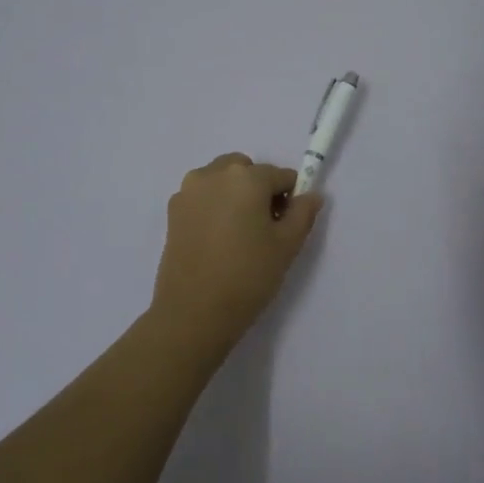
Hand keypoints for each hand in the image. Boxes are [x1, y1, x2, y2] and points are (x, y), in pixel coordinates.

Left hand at [150, 153, 323, 353]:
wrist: (193, 312)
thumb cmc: (248, 275)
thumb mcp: (287, 245)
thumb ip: (303, 213)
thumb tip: (311, 195)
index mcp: (245, 177)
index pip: (280, 176)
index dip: (290, 198)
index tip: (287, 225)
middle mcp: (213, 174)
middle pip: (246, 170)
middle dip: (258, 189)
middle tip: (263, 226)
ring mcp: (188, 191)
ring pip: (220, 179)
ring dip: (234, 194)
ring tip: (238, 233)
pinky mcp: (172, 211)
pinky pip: (202, 196)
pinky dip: (213, 206)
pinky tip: (217, 240)